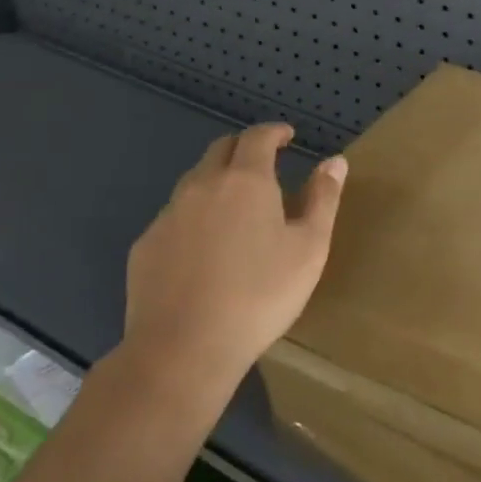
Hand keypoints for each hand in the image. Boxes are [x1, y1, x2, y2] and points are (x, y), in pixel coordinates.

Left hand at [120, 125, 346, 424]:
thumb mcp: (309, 248)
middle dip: (244, 149)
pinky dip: (195, 217)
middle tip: (265, 166)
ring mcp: (168, 216)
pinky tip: (205, 250)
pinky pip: (175, 217)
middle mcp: (201, 186)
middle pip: (220, 150)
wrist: (182, 350)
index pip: (257, 137)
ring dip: (217, 182)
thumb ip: (323, 198)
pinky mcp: (145, 247)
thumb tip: (335, 161)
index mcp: (246, 181)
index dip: (274, 132)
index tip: (287, 136)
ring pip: (194, 182)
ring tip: (236, 209)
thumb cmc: (260, 295)